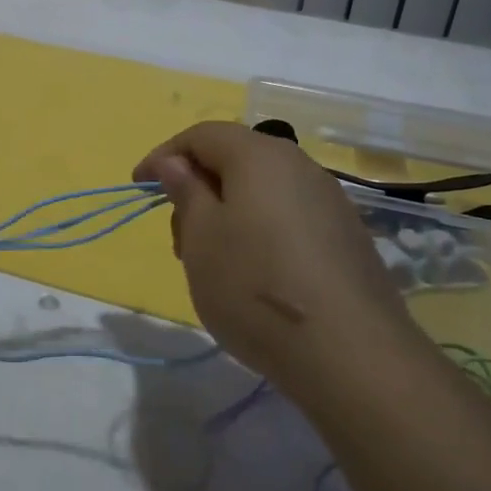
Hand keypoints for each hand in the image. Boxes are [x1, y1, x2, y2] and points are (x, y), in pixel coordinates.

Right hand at [134, 122, 411, 387]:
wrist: (351, 354)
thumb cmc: (256, 286)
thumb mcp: (201, 237)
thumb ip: (185, 190)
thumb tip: (174, 162)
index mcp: (259, 155)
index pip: (201, 135)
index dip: (164, 155)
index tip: (139, 186)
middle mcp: (299, 166)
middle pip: (234, 159)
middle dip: (197, 188)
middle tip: (179, 237)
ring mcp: (329, 201)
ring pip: (261, 191)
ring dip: (226, 213)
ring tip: (213, 262)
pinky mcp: (346, 237)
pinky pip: (288, 216)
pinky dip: (259, 231)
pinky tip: (254, 275)